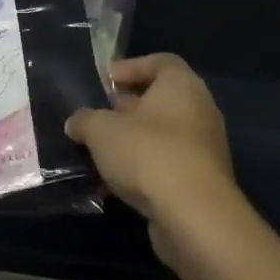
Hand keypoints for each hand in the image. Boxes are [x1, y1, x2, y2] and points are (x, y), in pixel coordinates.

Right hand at [66, 54, 241, 260]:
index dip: (131, 67)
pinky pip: (167, 164)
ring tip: (101, 152)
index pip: (161, 61)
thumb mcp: (101, 130)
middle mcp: (199, 110)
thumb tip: (76, 122)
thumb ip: (84, 120)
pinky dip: (144, 169)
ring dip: (133, 141)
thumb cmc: (148, 154)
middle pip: (160, 99)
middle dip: (127, 106)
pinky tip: (115, 184)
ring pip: (163, 135)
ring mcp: (204, 148)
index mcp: (182, 85)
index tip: (106, 82)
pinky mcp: (201, 182)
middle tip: (98, 116)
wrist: (194, 217)